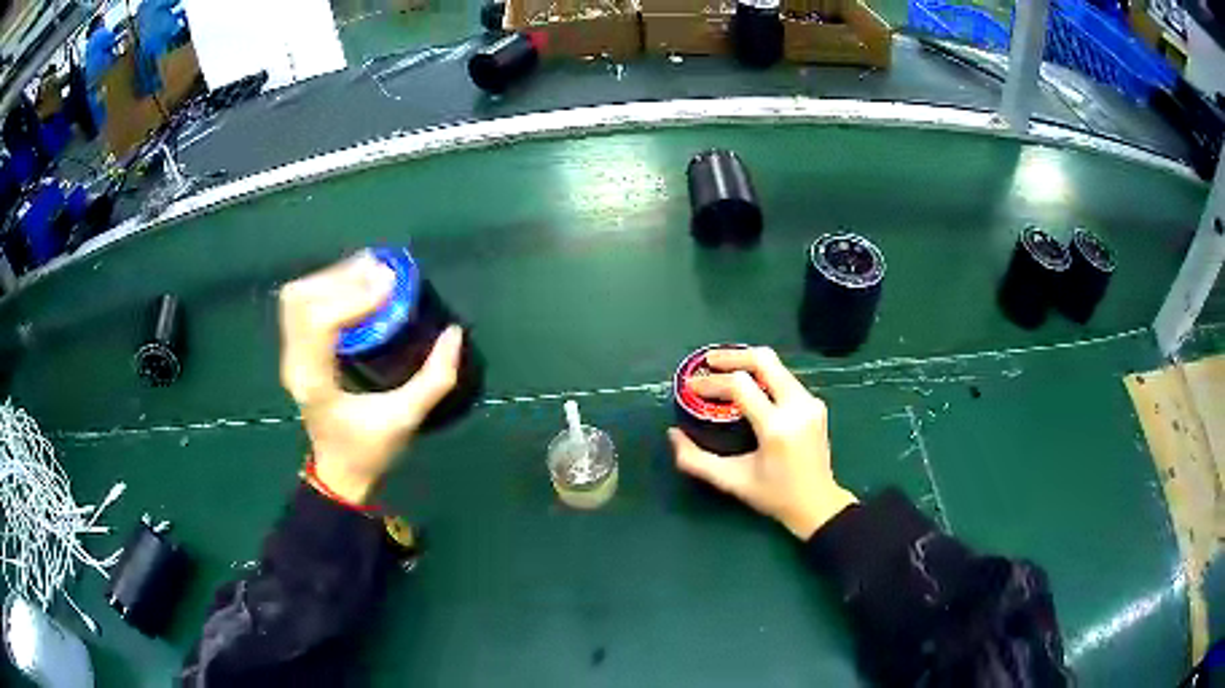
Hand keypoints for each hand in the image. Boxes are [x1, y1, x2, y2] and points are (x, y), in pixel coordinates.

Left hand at [279, 253, 462, 504]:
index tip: (391, 288)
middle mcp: (295, 364)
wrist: (339, 473)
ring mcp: (291, 356)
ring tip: (369, 271)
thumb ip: (434, 379)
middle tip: (382, 273)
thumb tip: (454, 332)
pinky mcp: (296, 351)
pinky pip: (301, 305)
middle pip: (302, 299)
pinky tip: (353, 285)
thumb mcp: (406, 419)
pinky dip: (325, 286)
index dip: (353, 298)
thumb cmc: (369, 451)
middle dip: (341, 278)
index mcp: (316, 383)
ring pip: (297, 297)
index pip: (320, 322)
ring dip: (332, 278)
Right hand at [668, 347, 856, 539]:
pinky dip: (763, 375)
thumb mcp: (731, 481)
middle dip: (732, 356)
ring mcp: (810, 402)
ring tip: (723, 371)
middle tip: (707, 361)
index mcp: (776, 427)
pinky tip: (748, 386)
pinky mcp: (816, 403)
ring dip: (748, 363)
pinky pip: (785, 378)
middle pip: (764, 360)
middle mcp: (797, 407)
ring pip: (776, 365)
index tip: (691, 387)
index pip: (741, 385)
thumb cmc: (774, 496)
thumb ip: (696, 460)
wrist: (818, 504)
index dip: (712, 382)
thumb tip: (673, 434)